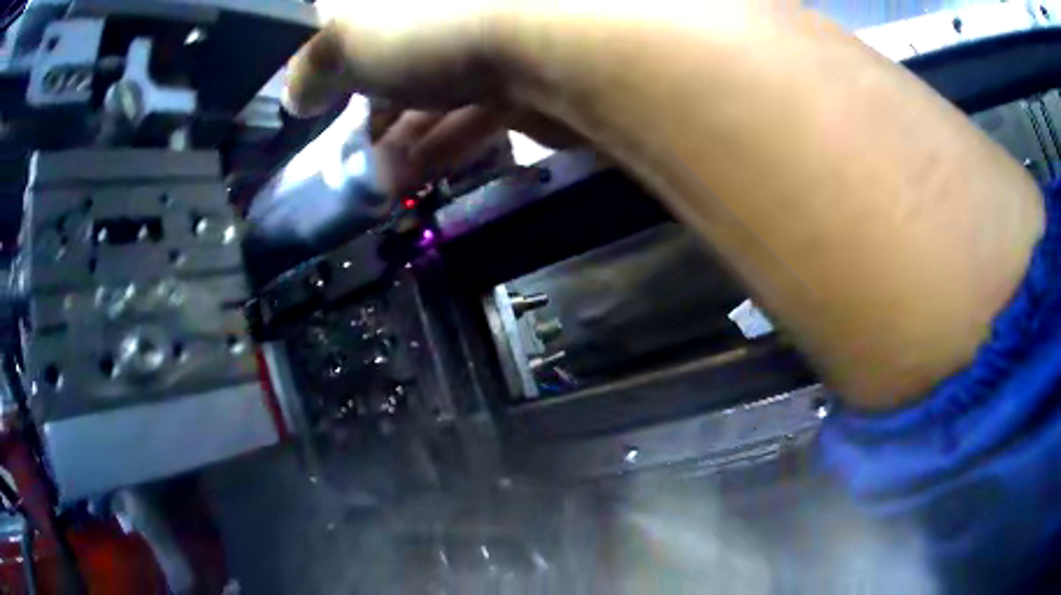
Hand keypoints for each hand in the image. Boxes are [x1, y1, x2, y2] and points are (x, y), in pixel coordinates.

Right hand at [284, 1, 579, 194]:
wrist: (554, 46)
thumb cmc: (432, 25)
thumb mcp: (345, 39)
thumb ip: (312, 66)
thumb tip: (297, 92)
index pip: (362, 20)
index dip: (337, 58)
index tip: (320, 99)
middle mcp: (455, 7)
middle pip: (403, 56)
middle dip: (372, 107)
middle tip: (350, 151)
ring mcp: (496, 36)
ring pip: (441, 87)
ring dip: (405, 136)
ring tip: (377, 179)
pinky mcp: (528, 77)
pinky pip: (477, 110)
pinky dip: (444, 143)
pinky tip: (416, 176)